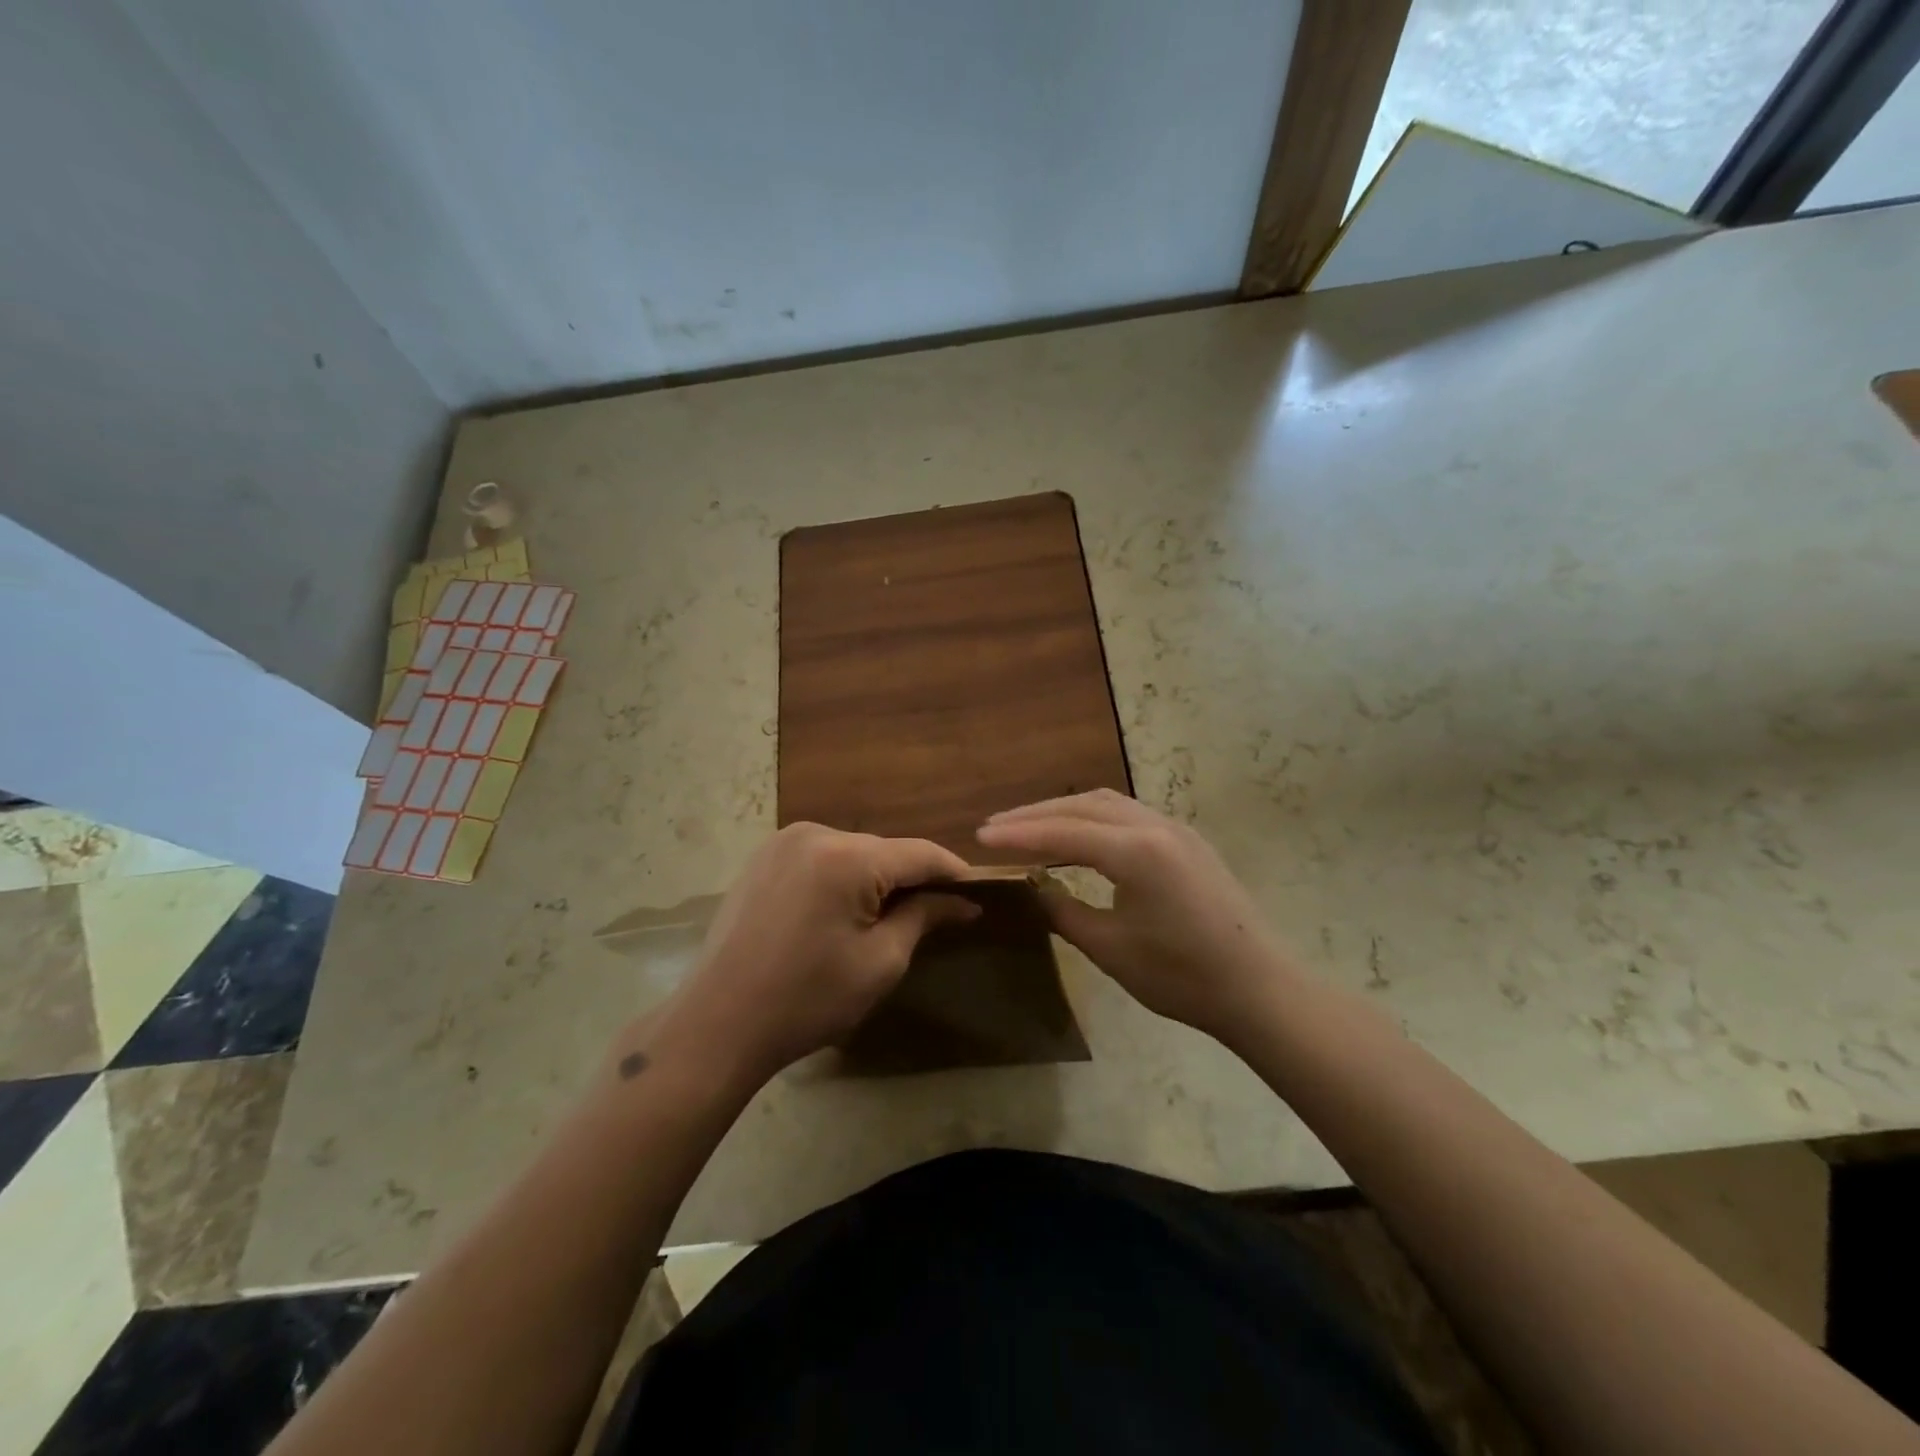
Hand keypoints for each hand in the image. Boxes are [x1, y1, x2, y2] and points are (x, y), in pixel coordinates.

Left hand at [651, 823, 977, 1084]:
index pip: (919, 853)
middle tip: (938, 912)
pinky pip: (821, 857)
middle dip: (912, 878)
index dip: (953, 872)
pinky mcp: (763, 857)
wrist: (717, 1023)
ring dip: (876, 877)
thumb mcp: (879, 963)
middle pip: (884, 850)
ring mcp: (783, 841)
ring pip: (853, 852)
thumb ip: (923, 918)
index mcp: (846, 857)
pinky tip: (845, 909)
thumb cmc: (806, 1000)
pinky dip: (842, 876)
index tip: (979, 894)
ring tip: (892, 914)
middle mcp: (815, 833)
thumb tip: (962, 902)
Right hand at [976, 790, 1294, 1045]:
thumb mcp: (1110, 948)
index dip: (1018, 835)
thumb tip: (1033, 886)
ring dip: (1064, 811)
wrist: (1258, 988)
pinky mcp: (1186, 840)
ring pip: (1106, 804)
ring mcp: (1175, 828)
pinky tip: (1078, 835)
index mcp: (1136, 852)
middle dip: (1035, 815)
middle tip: (996, 827)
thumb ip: (1063, 910)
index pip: (1062, 832)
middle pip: (1082, 806)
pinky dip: (1092, 818)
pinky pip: (1128, 814)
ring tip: (1029, 826)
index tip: (980, 836)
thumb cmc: (1182, 976)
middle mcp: (1154, 825)